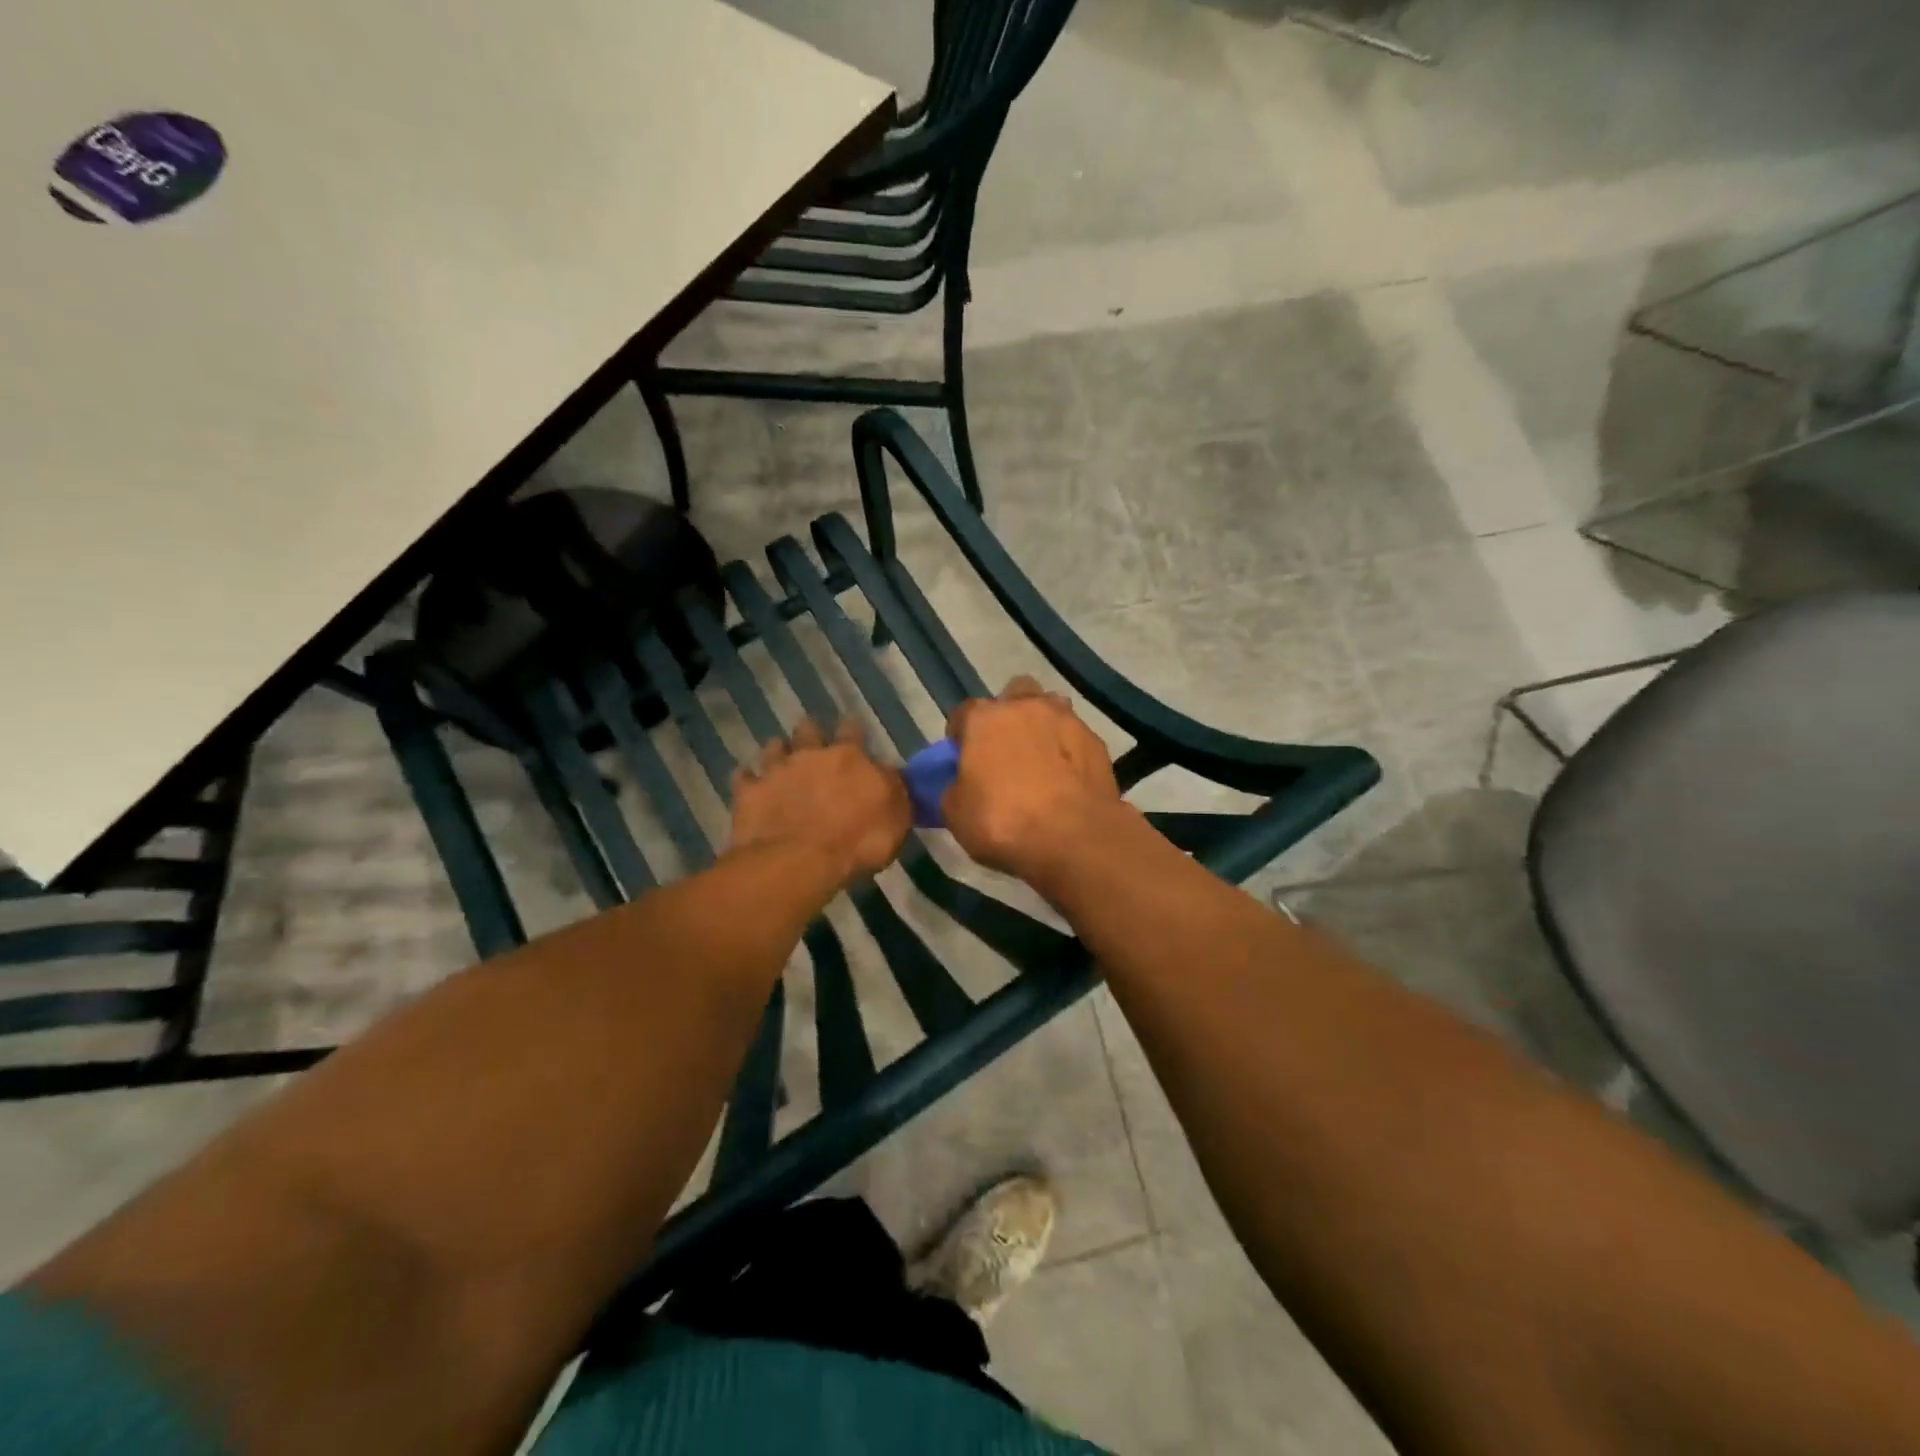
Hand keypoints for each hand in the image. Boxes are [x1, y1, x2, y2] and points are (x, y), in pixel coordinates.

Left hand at [729, 718, 910, 889]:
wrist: (798, 862)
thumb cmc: (857, 842)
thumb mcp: (896, 818)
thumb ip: (893, 790)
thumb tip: (890, 773)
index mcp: (849, 757)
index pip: (852, 730)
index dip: (852, 730)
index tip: (851, 733)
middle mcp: (811, 754)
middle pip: (808, 728)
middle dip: (811, 733)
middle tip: (813, 745)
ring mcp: (776, 771)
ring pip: (774, 746)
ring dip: (778, 752)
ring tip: (781, 763)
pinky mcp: (749, 792)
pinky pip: (743, 777)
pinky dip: (748, 780)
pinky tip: (751, 786)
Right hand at [942, 676, 1123, 884]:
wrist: (1073, 838)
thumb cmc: (1004, 822)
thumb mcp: (956, 814)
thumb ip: (955, 788)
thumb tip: (962, 784)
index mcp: (984, 719)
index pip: (963, 713)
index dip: (960, 735)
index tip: (962, 756)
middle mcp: (1025, 707)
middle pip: (1014, 696)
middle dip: (1009, 715)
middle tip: (1006, 749)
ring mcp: (1066, 720)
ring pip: (1050, 708)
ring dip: (1043, 726)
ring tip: (1042, 760)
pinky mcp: (1096, 741)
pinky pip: (1075, 738)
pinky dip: (1068, 751)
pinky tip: (1067, 778)